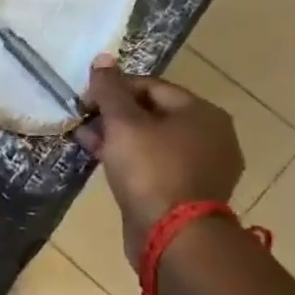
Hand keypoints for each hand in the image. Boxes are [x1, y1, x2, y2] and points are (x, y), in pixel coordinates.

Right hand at [82, 55, 242, 261]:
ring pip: (153, 141)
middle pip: (153, 113)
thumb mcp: (123, 123)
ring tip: (88, 144)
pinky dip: (133, 161)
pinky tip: (108, 166)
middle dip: (114, 116)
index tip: (84, 103)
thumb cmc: (150, 170)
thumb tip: (102, 58)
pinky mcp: (191, 192)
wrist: (174, 236)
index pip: (150, 86)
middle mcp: (211, 135)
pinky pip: (157, 165)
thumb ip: (110, 90)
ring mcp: (204, 167)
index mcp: (202, 112)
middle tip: (84, 125)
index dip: (113, 90)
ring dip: (119, 139)